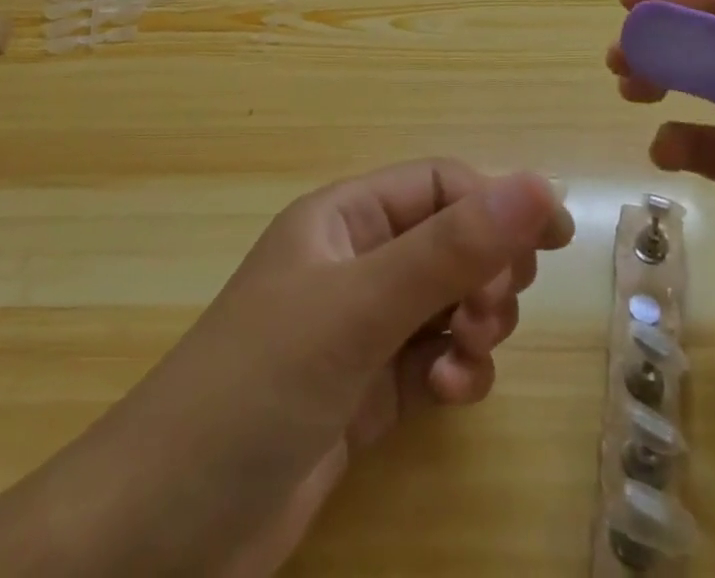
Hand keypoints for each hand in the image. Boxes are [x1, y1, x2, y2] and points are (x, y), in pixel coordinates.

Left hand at [0, 161, 571, 577]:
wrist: (163, 531)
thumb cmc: (256, 386)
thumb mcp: (359, 309)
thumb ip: (451, 249)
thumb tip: (538, 184)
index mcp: (344, 217)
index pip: (440, 184)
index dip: (495, 204)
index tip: (551, 243)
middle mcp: (354, 261)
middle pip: (452, 241)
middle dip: (485, 273)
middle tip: (489, 315)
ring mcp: (359, 328)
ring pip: (449, 303)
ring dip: (473, 327)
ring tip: (462, 364)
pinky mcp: (365, 391)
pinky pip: (434, 359)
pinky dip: (454, 373)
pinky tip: (448, 399)